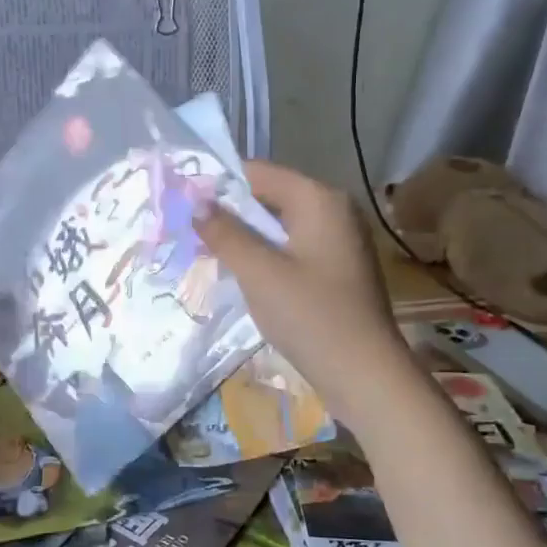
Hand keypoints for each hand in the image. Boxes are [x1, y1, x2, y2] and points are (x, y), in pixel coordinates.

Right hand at [196, 161, 407, 419]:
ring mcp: (341, 241)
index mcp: (319, 199)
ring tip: (209, 253)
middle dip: (231, 213)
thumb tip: (198, 203)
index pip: (259, 172)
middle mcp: (335, 210)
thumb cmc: (310, 316)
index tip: (183, 203)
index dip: (219, 184)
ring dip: (246, 237)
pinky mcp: (339, 269)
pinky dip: (267, 256)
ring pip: (281, 226)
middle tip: (190, 231)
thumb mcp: (258, 272)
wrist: (363, 373)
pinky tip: (244, 276)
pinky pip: (294, 248)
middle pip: (271, 197)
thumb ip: (225, 233)